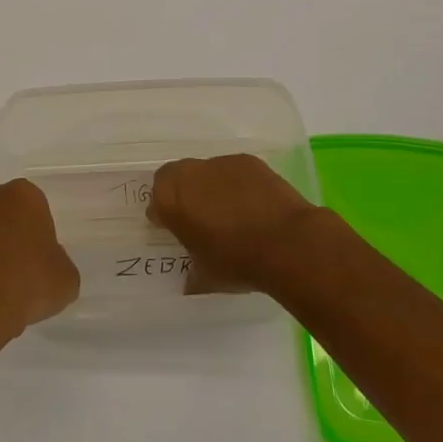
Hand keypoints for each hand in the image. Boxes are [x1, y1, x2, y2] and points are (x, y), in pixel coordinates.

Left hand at [0, 180, 79, 348]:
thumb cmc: (22, 287)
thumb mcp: (65, 282)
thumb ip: (59, 265)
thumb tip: (44, 267)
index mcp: (23, 196)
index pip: (36, 210)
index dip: (40, 238)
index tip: (39, 265)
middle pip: (4, 217)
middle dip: (10, 240)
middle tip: (17, 278)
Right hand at [148, 154, 321, 293]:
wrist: (286, 242)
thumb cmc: (237, 262)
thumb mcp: (206, 277)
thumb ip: (192, 273)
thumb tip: (190, 279)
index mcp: (171, 201)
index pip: (156, 200)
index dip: (164, 214)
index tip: (173, 229)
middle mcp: (190, 175)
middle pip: (176, 177)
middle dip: (183, 194)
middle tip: (197, 218)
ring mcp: (220, 163)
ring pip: (206, 172)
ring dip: (211, 188)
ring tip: (230, 213)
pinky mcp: (248, 161)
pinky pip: (233, 171)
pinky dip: (237, 184)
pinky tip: (252, 206)